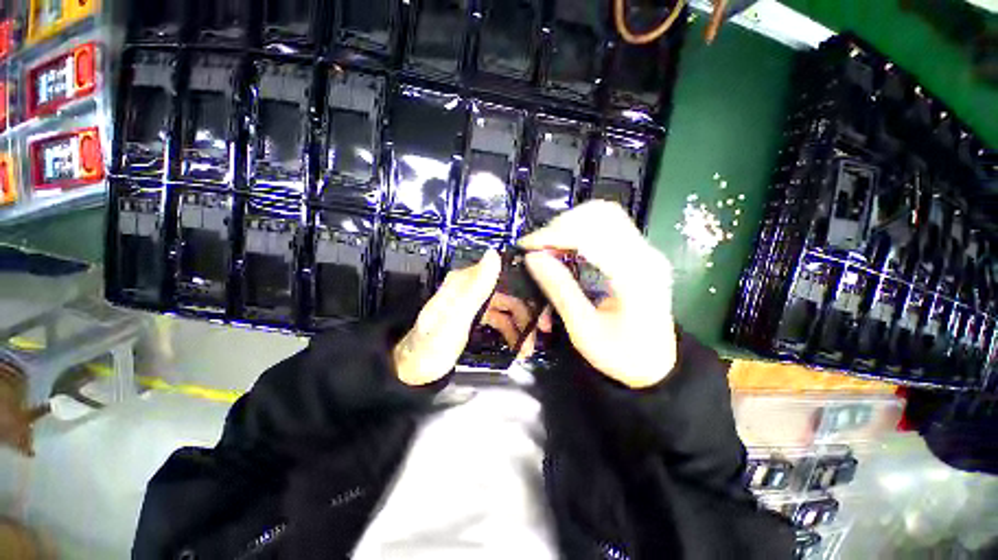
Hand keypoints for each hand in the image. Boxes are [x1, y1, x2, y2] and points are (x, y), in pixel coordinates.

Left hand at [392, 250, 552, 384]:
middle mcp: (471, 287)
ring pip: (507, 307)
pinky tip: (517, 346)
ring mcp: (474, 302)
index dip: (527, 288)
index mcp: (465, 282)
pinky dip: (510, 331)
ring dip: (521, 325)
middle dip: (527, 311)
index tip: (544, 308)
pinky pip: (500, 319)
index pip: (505, 274)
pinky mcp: (475, 316)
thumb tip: (494, 253)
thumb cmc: (432, 347)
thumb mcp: (454, 319)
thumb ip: (475, 288)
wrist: (413, 371)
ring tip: (528, 348)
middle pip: (509, 292)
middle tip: (541, 331)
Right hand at [519, 201, 676, 387]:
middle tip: (538, 247)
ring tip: (549, 246)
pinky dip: (580, 229)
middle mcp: (645, 254)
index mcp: (634, 276)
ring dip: (570, 224)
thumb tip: (533, 258)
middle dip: (561, 225)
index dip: (553, 235)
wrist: (656, 364)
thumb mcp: (583, 329)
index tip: (527, 246)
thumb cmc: (620, 355)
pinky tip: (566, 246)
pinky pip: (607, 226)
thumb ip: (559, 290)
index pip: (590, 235)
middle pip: (600, 214)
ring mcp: (645, 250)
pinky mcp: (639, 252)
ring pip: (604, 214)